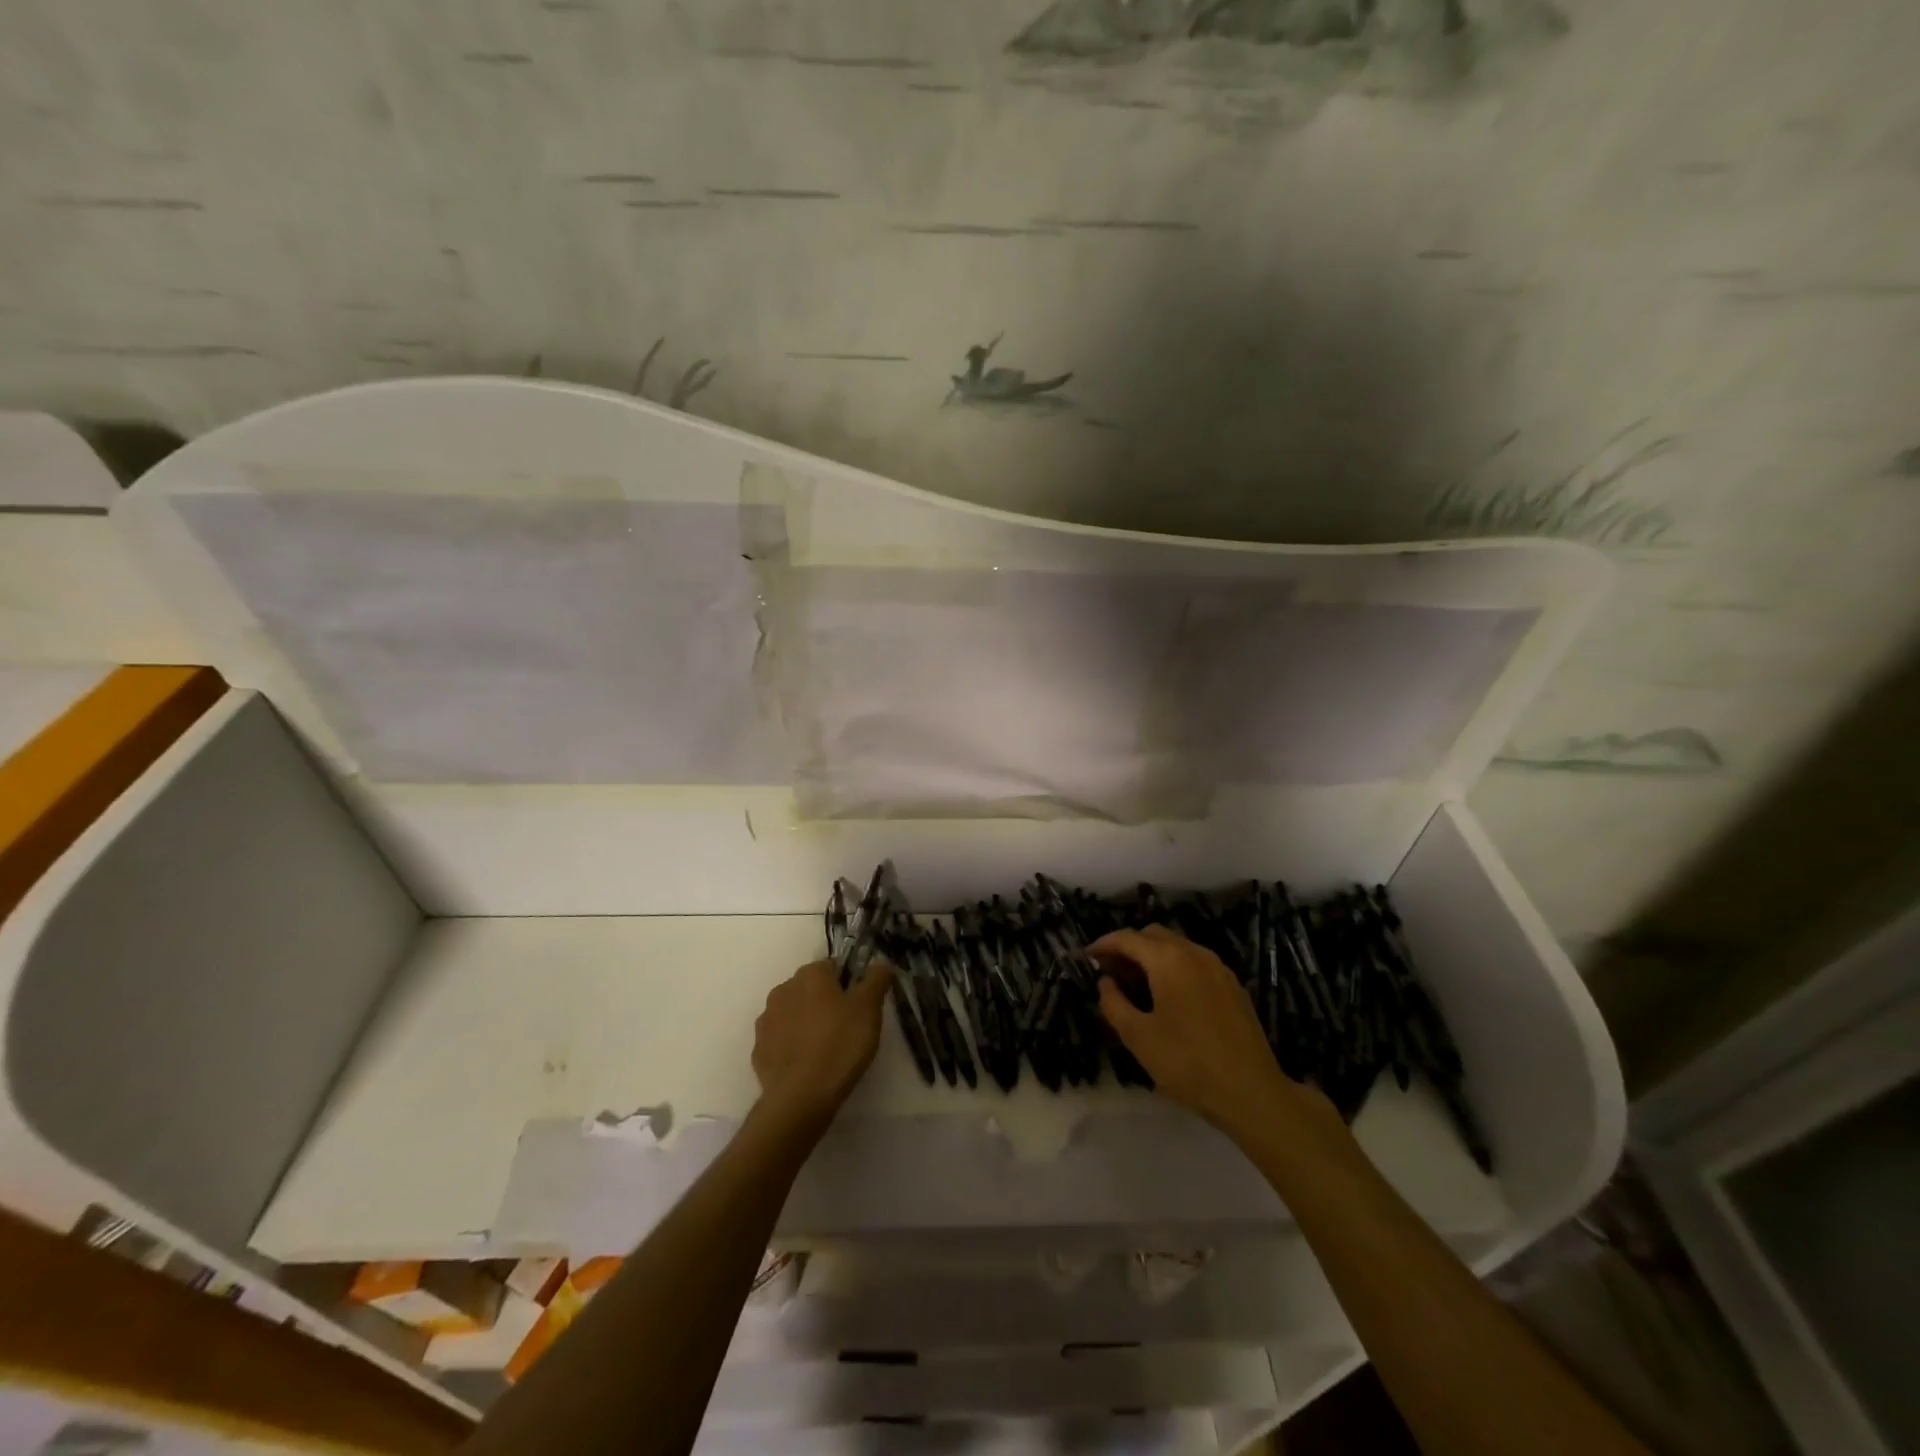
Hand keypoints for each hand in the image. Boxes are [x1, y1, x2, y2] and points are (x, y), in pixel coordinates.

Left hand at [750, 960, 894, 1135]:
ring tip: (825, 1048)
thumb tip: (881, 963)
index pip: (832, 967)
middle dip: (825, 1001)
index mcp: (810, 975)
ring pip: (793, 1013)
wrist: (801, 1096)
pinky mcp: (758, 1050)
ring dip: (806, 1022)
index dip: (848, 983)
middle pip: (810, 988)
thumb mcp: (869, 1009)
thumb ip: (876, 979)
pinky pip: (780, 1040)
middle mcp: (783, 990)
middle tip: (846, 1027)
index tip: (859, 1005)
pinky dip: (792, 1046)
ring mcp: (766, 1021)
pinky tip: (806, 1064)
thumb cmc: (840, 1044)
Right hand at [1092, 926, 1332, 1143]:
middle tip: (1110, 971)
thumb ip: (1114, 1003)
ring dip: (1152, 956)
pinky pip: (1195, 962)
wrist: (1251, 1092)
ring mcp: (1218, 968)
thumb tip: (1106, 983)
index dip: (1103, 944)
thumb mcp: (1138, 1037)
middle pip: (1154, 935)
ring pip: (1177, 947)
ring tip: (1137, 984)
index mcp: (1168, 960)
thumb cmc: (1187, 1063)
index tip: (1087, 957)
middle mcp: (1194, 953)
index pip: (1128, 938)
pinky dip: (1175, 967)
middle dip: (1129, 947)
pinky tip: (1169, 996)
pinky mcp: (1233, 986)